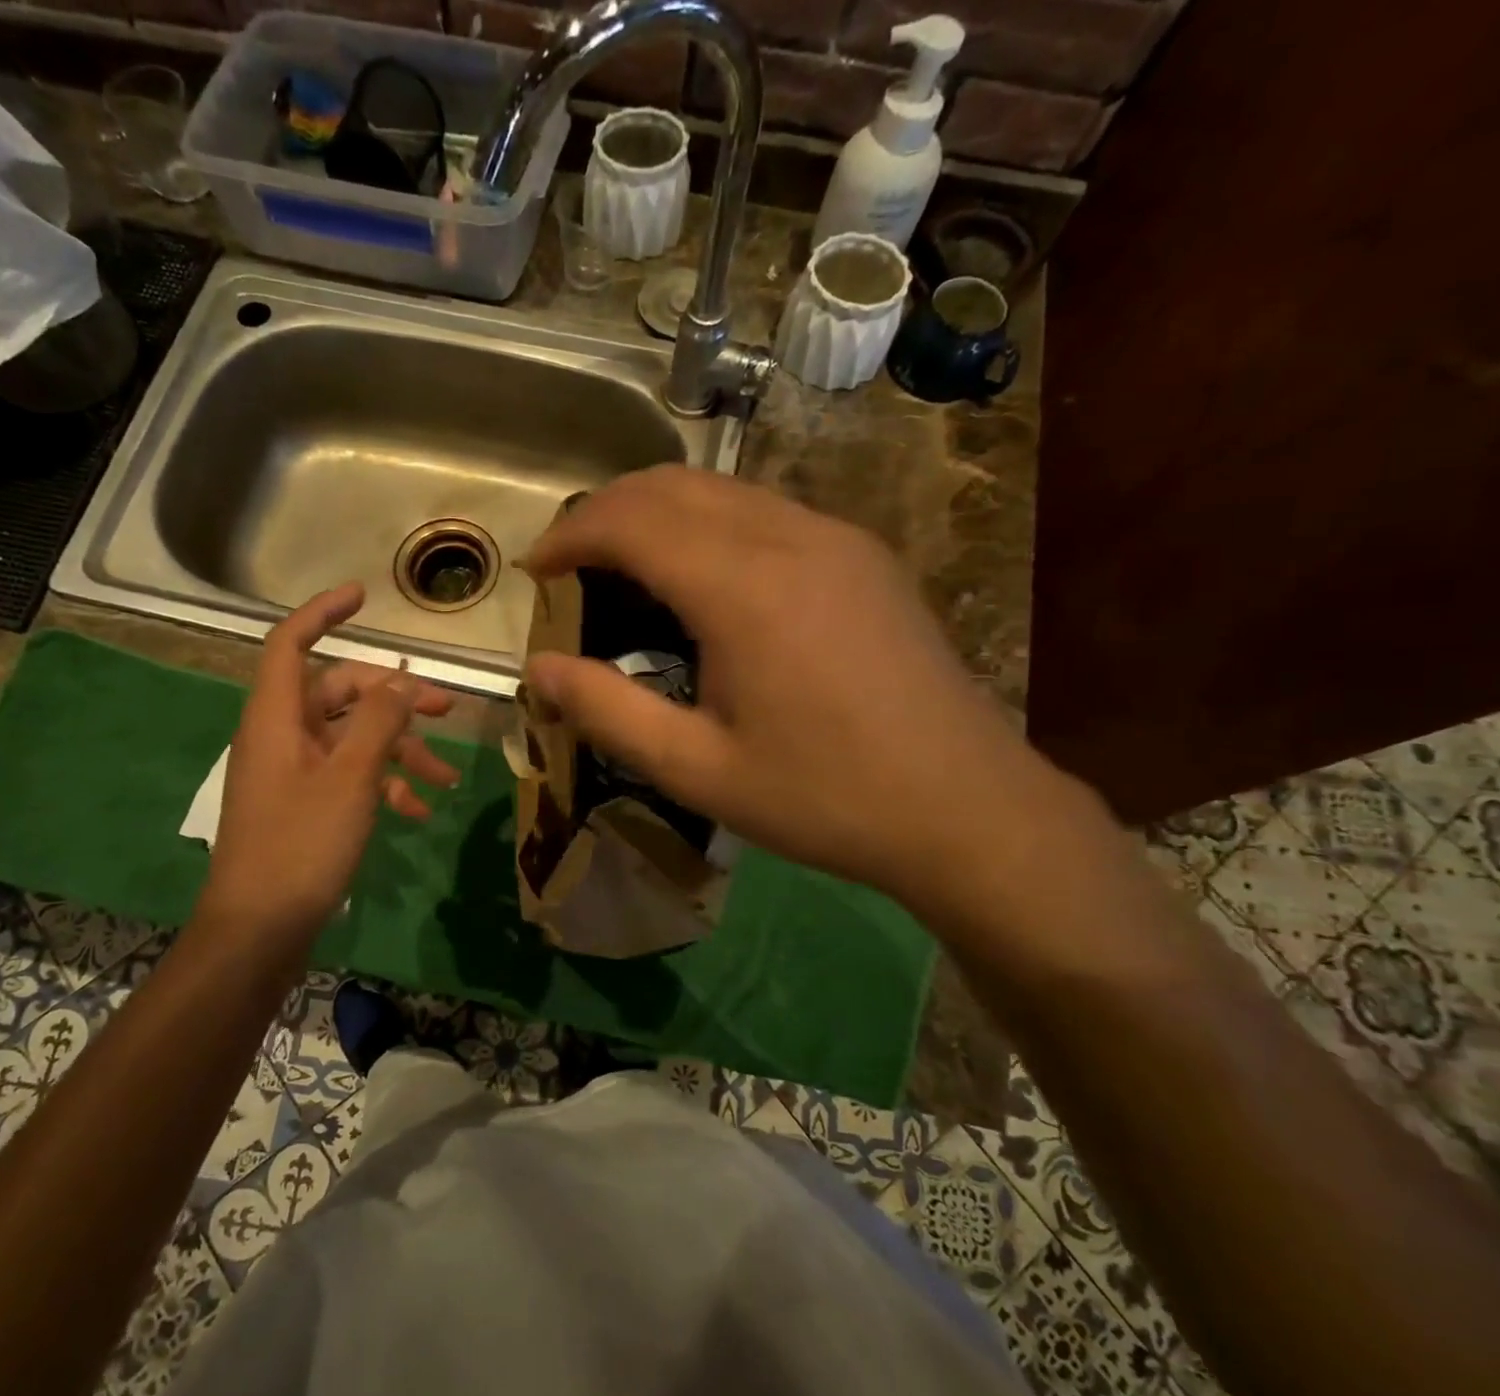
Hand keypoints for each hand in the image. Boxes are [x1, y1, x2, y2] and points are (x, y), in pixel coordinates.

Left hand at [195, 583, 458, 939]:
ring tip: (447, 779)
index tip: (364, 597)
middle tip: (445, 710)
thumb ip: (378, 722)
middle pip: (338, 694)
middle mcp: (282, 737)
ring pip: (352, 740)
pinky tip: (418, 812)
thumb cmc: (300, 846)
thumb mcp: (349, 778)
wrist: (259, 931)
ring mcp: (293, 774)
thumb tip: (403, 680)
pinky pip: (349, 779)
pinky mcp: (306, 806)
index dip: (322, 613)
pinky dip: (384, 787)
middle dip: (394, 699)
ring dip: (400, 753)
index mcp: (277, 719)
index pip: (290, 644)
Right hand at [524, 467, 1062, 921]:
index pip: (629, 520)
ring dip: (657, 513)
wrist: (964, 805)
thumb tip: (536, 669)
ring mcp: (835, 537)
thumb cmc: (823, 796)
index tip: (535, 571)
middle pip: (671, 484)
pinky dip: (709, 524)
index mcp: (742, 588)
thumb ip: (608, 712)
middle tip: (570, 566)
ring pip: (720, 489)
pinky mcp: (863, 554)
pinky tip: (703, 581)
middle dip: (604, 512)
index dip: (570, 535)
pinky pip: (764, 511)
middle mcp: (789, 537)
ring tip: (624, 570)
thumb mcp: (697, 770)